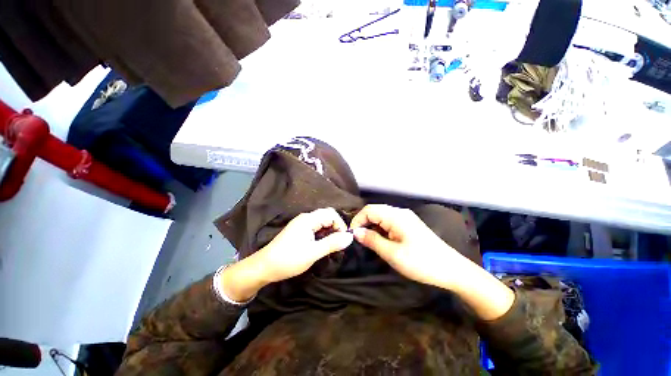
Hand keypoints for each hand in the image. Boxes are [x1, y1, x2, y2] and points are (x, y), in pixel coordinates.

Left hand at [220, 208, 352, 301]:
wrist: (263, 267)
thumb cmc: (288, 259)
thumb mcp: (313, 253)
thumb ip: (332, 243)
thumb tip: (350, 237)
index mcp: (308, 219)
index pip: (331, 214)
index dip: (340, 224)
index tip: (343, 240)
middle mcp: (305, 218)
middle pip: (327, 216)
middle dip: (336, 227)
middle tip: (339, 243)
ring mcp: (301, 224)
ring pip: (322, 222)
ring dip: (330, 232)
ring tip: (332, 246)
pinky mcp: (299, 231)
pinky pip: (315, 228)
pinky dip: (322, 234)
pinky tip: (322, 245)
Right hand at [350, 204, 513, 319]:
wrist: (452, 270)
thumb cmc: (421, 262)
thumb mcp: (393, 254)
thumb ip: (372, 240)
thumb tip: (356, 232)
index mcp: (396, 216)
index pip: (369, 210)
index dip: (357, 220)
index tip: (352, 235)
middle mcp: (400, 212)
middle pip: (375, 211)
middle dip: (364, 223)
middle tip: (358, 239)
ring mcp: (406, 218)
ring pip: (382, 216)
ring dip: (372, 226)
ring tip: (368, 241)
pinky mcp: (409, 225)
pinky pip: (389, 222)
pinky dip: (381, 229)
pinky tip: (381, 240)